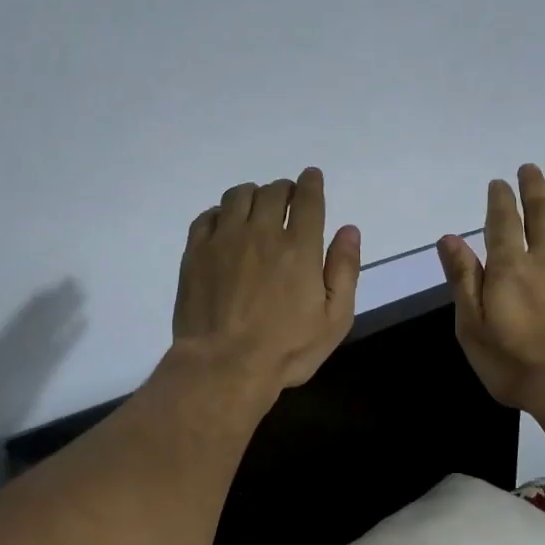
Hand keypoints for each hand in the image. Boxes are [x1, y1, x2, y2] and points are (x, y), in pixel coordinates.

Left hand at [171, 167, 360, 394]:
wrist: (223, 366)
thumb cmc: (286, 349)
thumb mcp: (334, 319)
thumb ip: (344, 271)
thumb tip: (348, 230)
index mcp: (299, 247)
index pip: (307, 199)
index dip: (311, 183)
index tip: (311, 178)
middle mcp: (261, 233)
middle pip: (272, 192)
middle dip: (284, 190)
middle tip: (287, 200)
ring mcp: (224, 240)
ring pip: (238, 196)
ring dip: (252, 195)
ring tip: (256, 208)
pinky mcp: (195, 253)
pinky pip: (207, 216)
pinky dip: (221, 212)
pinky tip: (225, 225)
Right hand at [437, 165, 544, 411]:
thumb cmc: (515, 364)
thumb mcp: (472, 328)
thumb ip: (463, 280)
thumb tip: (449, 239)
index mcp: (509, 268)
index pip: (501, 223)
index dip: (500, 200)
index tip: (499, 183)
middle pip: (541, 215)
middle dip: (534, 189)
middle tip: (531, 169)